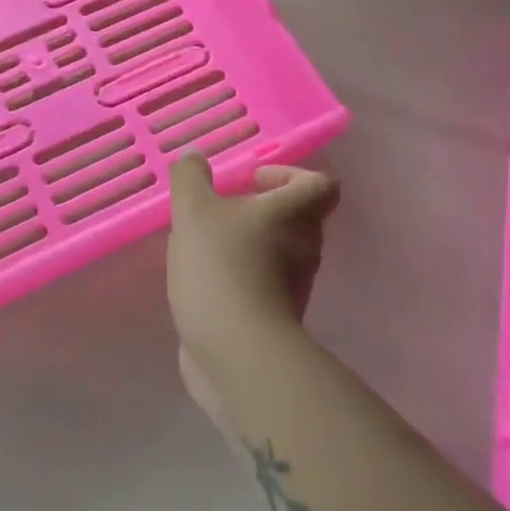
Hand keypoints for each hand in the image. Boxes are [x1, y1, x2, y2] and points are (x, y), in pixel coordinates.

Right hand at [167, 157, 338, 427]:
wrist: (238, 352)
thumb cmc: (221, 267)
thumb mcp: (193, 210)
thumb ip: (190, 178)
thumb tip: (194, 157)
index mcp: (294, 214)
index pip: (319, 184)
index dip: (289, 175)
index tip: (251, 181)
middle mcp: (304, 248)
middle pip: (296, 218)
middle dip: (258, 210)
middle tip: (219, 210)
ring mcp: (292, 287)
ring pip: (276, 253)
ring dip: (245, 244)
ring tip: (202, 245)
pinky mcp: (274, 319)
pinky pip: (260, 285)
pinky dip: (237, 278)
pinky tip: (201, 280)